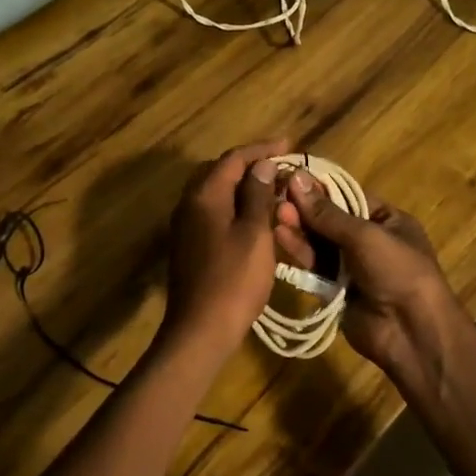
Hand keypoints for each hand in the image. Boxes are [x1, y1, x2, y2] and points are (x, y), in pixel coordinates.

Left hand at [159, 139, 288, 358]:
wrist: (200, 330)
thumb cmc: (234, 280)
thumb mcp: (255, 234)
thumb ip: (257, 195)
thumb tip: (261, 165)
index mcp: (204, 196)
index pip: (233, 158)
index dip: (261, 149)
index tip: (289, 145)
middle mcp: (189, 204)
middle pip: (220, 172)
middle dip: (251, 165)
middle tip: (281, 166)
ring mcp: (186, 226)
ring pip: (216, 193)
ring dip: (243, 187)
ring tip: (273, 189)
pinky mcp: (190, 245)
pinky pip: (213, 213)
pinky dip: (235, 207)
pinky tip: (255, 218)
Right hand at [279, 173, 467, 393]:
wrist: (411, 332)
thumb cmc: (397, 271)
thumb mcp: (365, 235)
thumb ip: (327, 212)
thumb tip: (297, 178)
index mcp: (387, 220)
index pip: (348, 197)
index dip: (319, 189)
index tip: (289, 178)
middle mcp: (370, 241)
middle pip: (331, 220)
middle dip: (305, 210)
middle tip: (277, 198)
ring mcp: (353, 267)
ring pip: (320, 243)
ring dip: (299, 229)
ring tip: (275, 215)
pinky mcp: (337, 290)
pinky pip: (315, 267)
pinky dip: (300, 252)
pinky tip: (281, 236)